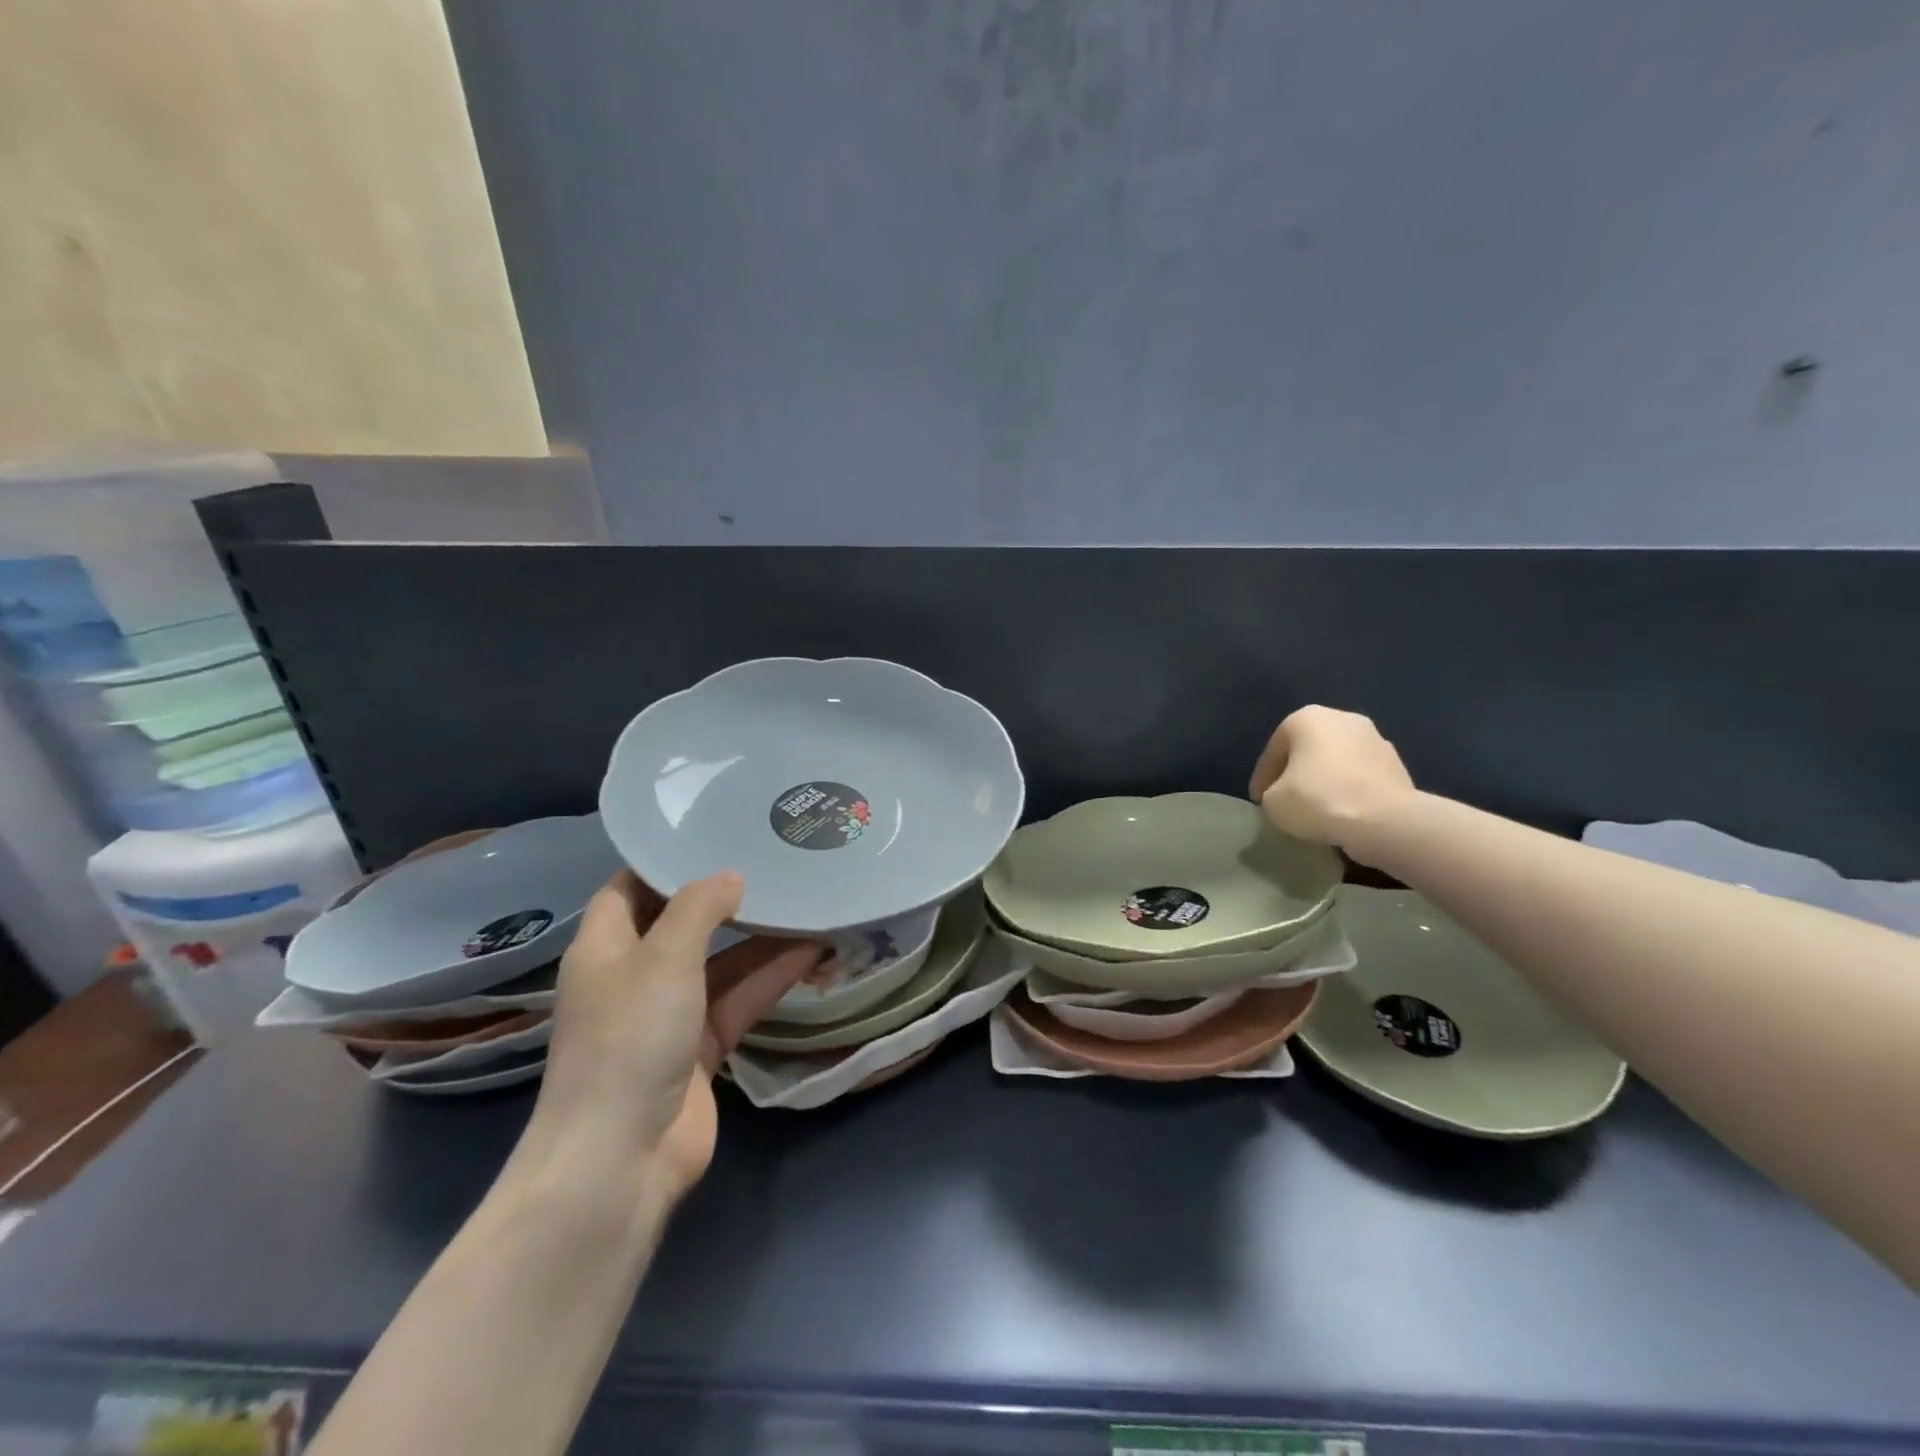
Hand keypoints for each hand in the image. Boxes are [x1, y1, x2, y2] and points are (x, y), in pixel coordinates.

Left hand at [527, 870, 823, 1201]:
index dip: (666, 861)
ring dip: (760, 937)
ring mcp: (669, 1014)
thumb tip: (731, 875)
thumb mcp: (664, 957)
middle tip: (773, 860)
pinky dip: (771, 977)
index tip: (714, 833)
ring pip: (721, 962)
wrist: (621, 1158)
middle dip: (725, 896)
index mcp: (605, 947)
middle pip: (682, 923)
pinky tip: (812, 950)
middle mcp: (634, 976)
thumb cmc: (630, 1039)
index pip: (631, 887)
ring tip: (807, 898)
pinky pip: (739, 999)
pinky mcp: (701, 1048)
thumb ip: (699, 907)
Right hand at [1249, 706, 1416, 859]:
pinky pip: (1360, 777)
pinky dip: (1348, 791)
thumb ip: (1271, 793)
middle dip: (1295, 774)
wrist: (1385, 820)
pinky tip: (1342, 813)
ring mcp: (1375, 739)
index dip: (1262, 779)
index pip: (1273, 751)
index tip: (1259, 802)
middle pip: (1307, 750)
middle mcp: (1342, 718)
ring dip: (1324, 781)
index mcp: (1306, 718)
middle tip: (1285, 801)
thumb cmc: (1317, 800)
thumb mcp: (1272, 802)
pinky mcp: (1397, 764)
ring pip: (1336, 762)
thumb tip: (1284, 796)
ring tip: (1315, 810)